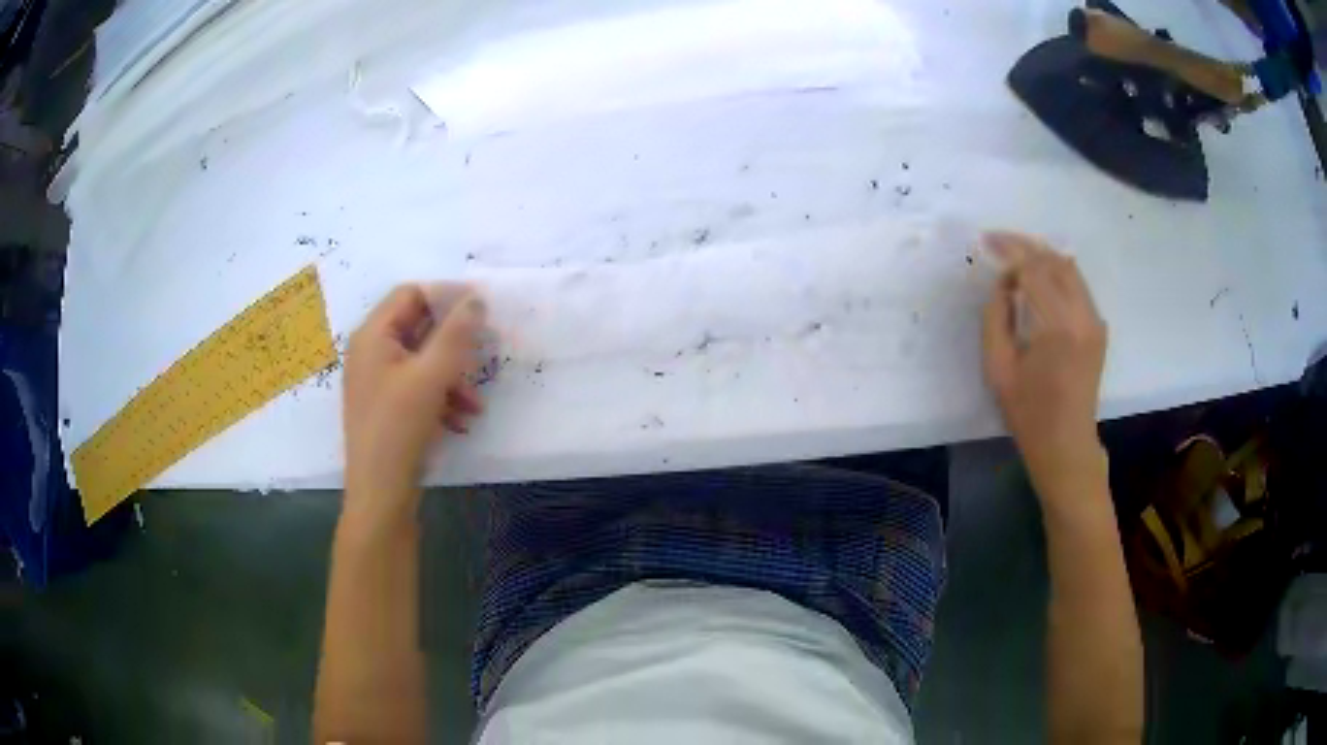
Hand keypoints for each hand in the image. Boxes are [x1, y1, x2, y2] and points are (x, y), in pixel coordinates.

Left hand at [341, 283, 486, 530]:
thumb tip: (476, 299)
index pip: (411, 293)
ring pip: (422, 360)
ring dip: (452, 375)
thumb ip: (456, 334)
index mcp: (373, 335)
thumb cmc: (399, 428)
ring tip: (474, 403)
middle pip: (418, 327)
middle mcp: (371, 352)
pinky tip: (461, 421)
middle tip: (485, 352)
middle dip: (454, 343)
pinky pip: (417, 386)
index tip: (481, 309)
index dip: (446, 296)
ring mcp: (376, 381)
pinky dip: (441, 396)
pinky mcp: (386, 406)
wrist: (380, 493)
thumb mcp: (432, 377)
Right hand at [981, 232, 1107, 491]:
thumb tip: (1004, 282)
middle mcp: (1083, 315)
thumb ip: (996, 317)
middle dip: (1025, 246)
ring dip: (1042, 256)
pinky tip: (1039, 278)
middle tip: (998, 241)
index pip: (1034, 269)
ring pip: (1069, 269)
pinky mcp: (1098, 327)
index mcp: (1058, 326)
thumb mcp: (998, 368)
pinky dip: (1057, 273)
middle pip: (1054, 260)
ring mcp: (1095, 320)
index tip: (986, 241)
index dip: (1009, 251)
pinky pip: (1078, 286)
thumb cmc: (1028, 413)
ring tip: (1016, 255)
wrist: (1066, 444)